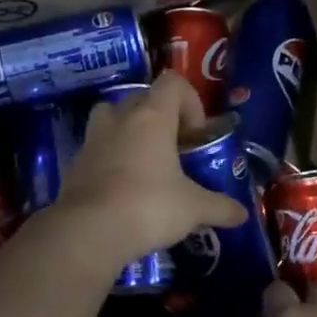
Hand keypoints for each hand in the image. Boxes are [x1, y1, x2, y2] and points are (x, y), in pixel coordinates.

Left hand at [52, 71, 248, 266]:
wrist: (88, 232)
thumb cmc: (148, 207)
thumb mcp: (193, 208)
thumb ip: (219, 207)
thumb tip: (242, 214)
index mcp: (151, 117)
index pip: (172, 83)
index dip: (190, 102)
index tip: (196, 135)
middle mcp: (119, 119)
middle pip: (141, 98)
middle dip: (161, 118)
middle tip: (175, 150)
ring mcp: (92, 140)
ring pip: (112, 118)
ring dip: (129, 132)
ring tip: (145, 163)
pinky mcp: (75, 165)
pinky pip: (97, 150)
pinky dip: (110, 160)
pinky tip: (123, 190)